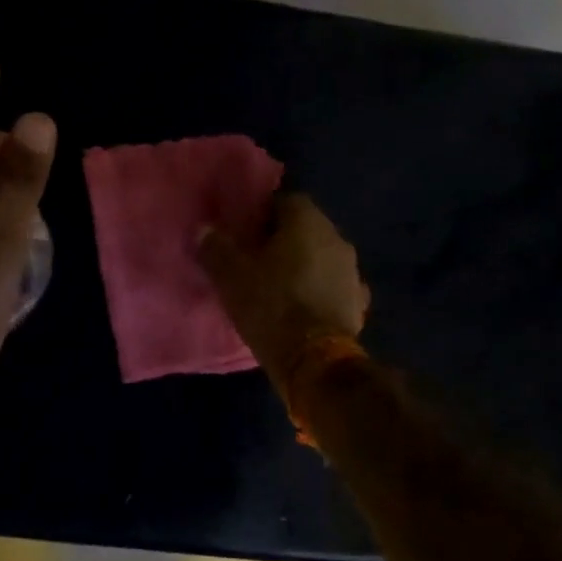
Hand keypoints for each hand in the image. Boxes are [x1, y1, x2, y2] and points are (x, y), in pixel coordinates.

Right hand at [197, 194, 369, 385]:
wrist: (314, 360)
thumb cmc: (270, 305)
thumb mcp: (230, 276)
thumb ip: (215, 247)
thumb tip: (204, 229)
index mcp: (308, 222)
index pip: (286, 200)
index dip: (263, 213)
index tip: (245, 231)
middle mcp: (336, 238)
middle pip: (307, 228)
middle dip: (284, 239)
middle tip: (256, 258)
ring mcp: (352, 272)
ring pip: (322, 257)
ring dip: (304, 265)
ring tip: (278, 284)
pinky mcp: (358, 303)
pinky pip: (334, 287)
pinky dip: (320, 291)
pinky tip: (303, 307)